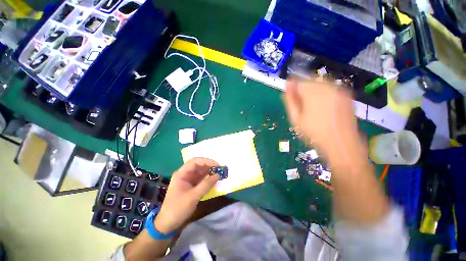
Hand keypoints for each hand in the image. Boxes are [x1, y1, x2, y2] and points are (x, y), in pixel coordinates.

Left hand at [154, 158, 219, 233]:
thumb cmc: (178, 208)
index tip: (217, 165)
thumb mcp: (193, 196)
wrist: (168, 224)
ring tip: (219, 172)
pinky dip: (208, 178)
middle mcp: (185, 174)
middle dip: (209, 166)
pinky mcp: (191, 186)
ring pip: (200, 172)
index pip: (195, 161)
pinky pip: (201, 178)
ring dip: (209, 171)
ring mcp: (188, 180)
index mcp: (182, 173)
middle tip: (220, 169)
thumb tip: (218, 175)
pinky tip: (214, 179)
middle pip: (198, 165)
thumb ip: (206, 185)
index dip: (206, 161)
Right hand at [282, 78, 361, 160]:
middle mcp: (327, 86)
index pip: (299, 81)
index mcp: (313, 93)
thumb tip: (287, 86)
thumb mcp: (296, 118)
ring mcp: (339, 89)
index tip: (291, 95)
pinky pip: (331, 87)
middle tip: (302, 103)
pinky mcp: (346, 94)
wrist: (341, 142)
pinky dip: (324, 92)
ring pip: (321, 82)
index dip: (293, 88)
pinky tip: (323, 106)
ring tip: (312, 105)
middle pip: (310, 79)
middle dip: (303, 88)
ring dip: (313, 90)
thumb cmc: (314, 132)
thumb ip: (290, 100)